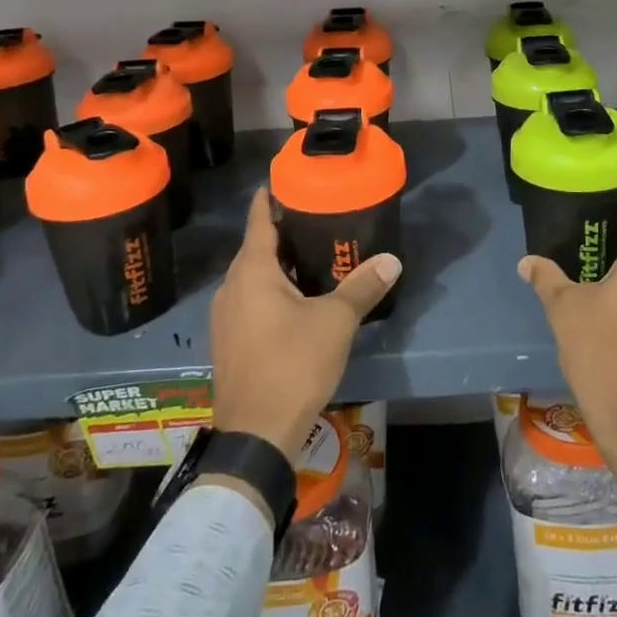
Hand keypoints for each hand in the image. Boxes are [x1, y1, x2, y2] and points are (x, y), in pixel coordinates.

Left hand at [208, 189, 399, 462]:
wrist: (255, 435)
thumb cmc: (292, 364)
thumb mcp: (335, 322)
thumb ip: (362, 287)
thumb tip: (392, 259)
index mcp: (252, 272)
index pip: (259, 221)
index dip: (269, 199)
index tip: (283, 180)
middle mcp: (231, 288)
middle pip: (255, 249)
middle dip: (281, 233)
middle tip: (313, 219)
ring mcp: (225, 318)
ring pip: (251, 278)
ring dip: (276, 266)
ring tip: (310, 258)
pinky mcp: (228, 343)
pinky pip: (249, 302)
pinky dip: (269, 292)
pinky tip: (295, 302)